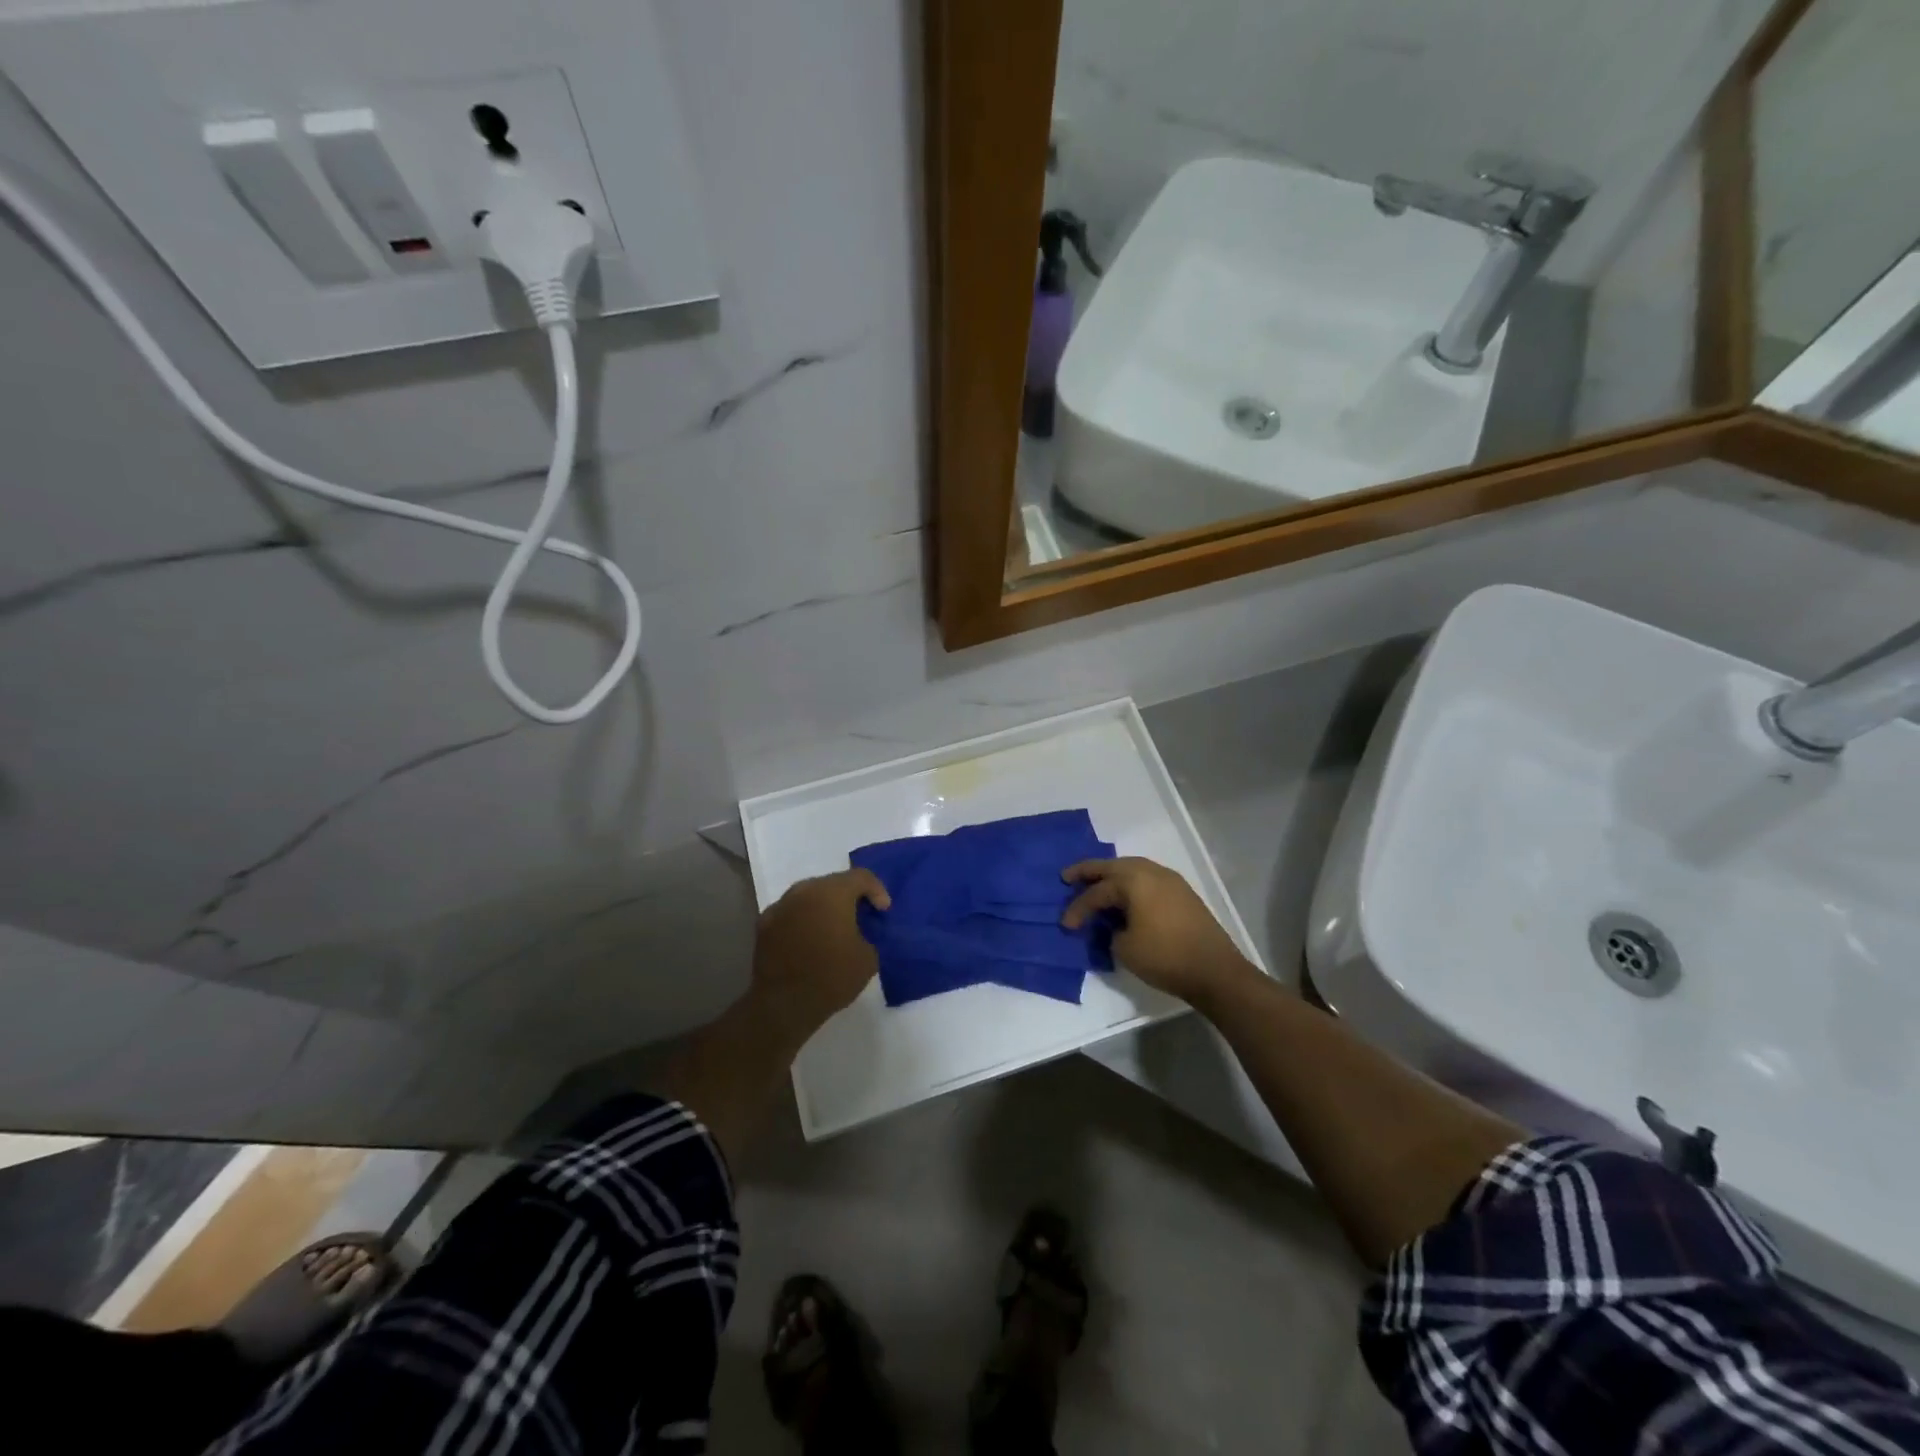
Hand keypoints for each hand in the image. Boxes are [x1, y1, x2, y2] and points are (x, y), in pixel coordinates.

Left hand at [750, 868, 890, 1038]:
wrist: (784, 1005)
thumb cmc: (832, 977)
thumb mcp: (868, 958)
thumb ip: (869, 934)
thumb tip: (860, 931)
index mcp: (832, 892)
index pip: (861, 877)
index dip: (877, 890)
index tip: (883, 910)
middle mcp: (804, 890)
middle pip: (832, 883)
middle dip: (848, 896)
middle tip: (859, 916)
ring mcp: (780, 905)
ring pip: (808, 896)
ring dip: (823, 907)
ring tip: (832, 928)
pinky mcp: (764, 924)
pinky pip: (790, 913)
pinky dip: (802, 920)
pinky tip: (808, 940)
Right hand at [1061, 858, 1255, 1004]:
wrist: (1215, 970)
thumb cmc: (1165, 957)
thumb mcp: (1124, 948)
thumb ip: (1110, 931)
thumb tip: (1114, 926)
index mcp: (1133, 880)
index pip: (1097, 892)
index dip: (1078, 908)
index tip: (1065, 924)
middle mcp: (1151, 871)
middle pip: (1112, 866)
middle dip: (1089, 871)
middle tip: (1068, 877)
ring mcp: (1170, 880)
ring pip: (1132, 868)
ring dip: (1112, 875)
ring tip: (1096, 884)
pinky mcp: (1182, 892)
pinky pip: (1147, 878)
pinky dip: (1131, 882)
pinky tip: (1125, 895)